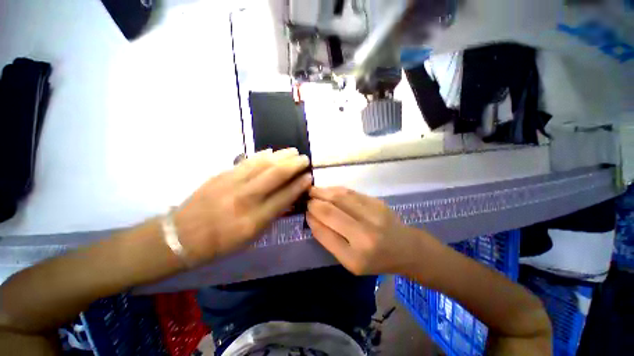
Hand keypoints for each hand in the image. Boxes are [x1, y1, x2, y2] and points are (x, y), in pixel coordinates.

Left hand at [175, 148, 311, 264]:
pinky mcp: (221, 175)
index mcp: (255, 220)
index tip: (309, 176)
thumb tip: (287, 197)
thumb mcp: (252, 236)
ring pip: (262, 163)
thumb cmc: (221, 242)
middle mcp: (246, 199)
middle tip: (304, 158)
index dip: (299, 185)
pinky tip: (270, 151)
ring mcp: (232, 184)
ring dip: (281, 155)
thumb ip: (271, 215)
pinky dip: (261, 155)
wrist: (182, 236)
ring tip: (292, 151)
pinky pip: (246, 161)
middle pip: (276, 175)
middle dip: (294, 164)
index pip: (285, 197)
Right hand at [307, 187, 425, 274]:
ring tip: (312, 191)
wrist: (407, 249)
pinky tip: (328, 190)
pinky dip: (335, 189)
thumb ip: (329, 240)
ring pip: (340, 197)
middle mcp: (364, 235)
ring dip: (322, 192)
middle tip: (305, 199)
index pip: (324, 233)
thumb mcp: (350, 261)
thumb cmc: (376, 260)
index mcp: (355, 257)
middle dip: (314, 202)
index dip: (311, 218)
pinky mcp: (377, 202)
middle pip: (330, 211)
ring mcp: (373, 215)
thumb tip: (312, 217)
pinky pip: (351, 192)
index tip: (305, 212)